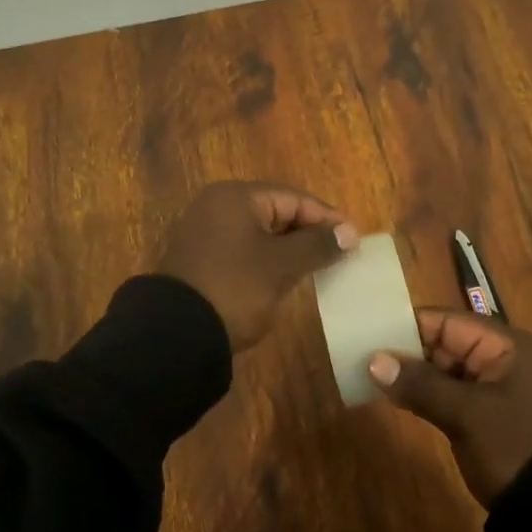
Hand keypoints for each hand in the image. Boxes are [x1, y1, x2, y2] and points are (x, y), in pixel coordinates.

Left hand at [158, 182, 357, 351]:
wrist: (176, 334)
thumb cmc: (235, 288)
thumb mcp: (281, 266)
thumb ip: (317, 245)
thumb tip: (350, 233)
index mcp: (235, 197)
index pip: (292, 198)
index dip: (326, 217)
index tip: (354, 239)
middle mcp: (216, 206)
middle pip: (275, 211)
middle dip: (308, 231)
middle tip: (340, 252)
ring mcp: (204, 232)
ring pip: (259, 232)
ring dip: (289, 247)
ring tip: (320, 265)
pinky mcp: (200, 259)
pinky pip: (243, 249)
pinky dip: (266, 259)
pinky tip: (285, 276)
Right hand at [367, 311, 531, 505]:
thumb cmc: (518, 449)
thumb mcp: (467, 415)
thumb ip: (421, 384)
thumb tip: (374, 360)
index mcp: (508, 346)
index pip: (449, 322)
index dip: (408, 326)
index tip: (368, 333)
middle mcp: (505, 361)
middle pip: (447, 344)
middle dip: (407, 352)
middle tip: (363, 358)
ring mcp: (501, 392)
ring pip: (448, 372)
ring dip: (415, 376)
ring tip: (371, 377)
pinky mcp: (494, 420)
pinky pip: (455, 397)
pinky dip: (429, 397)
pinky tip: (398, 400)